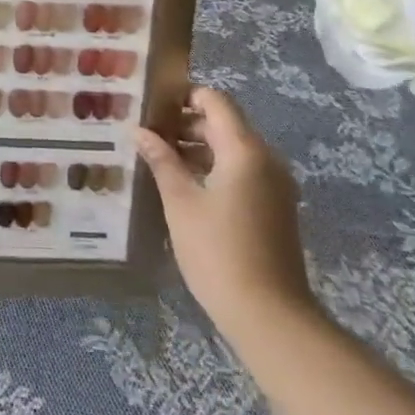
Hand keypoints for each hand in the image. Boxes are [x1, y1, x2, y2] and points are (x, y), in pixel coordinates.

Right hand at [136, 86, 315, 338]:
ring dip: (197, 149)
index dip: (184, 96)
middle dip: (185, 124)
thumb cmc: (218, 252)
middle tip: (147, 135)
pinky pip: (242, 173)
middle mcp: (265, 160)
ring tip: (159, 160)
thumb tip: (140, 131)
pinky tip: (184, 188)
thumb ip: (161, 160)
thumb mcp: (180, 202)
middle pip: (224, 124)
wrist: (270, 318)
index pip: (215, 101)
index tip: (152, 106)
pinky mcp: (274, 209)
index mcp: (245, 150)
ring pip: (232, 150)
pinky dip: (213, 170)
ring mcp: (274, 186)